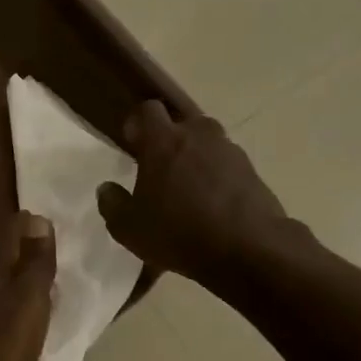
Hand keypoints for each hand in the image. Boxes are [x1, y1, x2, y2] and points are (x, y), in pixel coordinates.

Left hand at [0, 212, 55, 360]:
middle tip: (50, 246)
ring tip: (43, 279)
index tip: (48, 220)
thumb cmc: (4, 339)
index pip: (11, 229)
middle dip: (23, 248)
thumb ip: (36, 260)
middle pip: (2, 255)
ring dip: (18, 276)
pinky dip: (12, 303)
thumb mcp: (30, 297)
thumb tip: (38, 217)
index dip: (29, 223)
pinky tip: (25, 313)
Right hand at [97, 101, 290, 285]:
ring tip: (188, 193)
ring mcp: (230, 152)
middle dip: (170, 142)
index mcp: (163, 141)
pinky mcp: (253, 172)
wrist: (249, 249)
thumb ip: (112, 204)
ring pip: (207, 146)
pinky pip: (227, 168)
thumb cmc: (178, 232)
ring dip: (196, 161)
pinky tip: (212, 210)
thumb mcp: (129, 228)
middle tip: (160, 170)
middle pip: (182, 125)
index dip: (138, 123)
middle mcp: (198, 136)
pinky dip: (217, 181)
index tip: (132, 144)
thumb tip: (107, 188)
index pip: (147, 110)